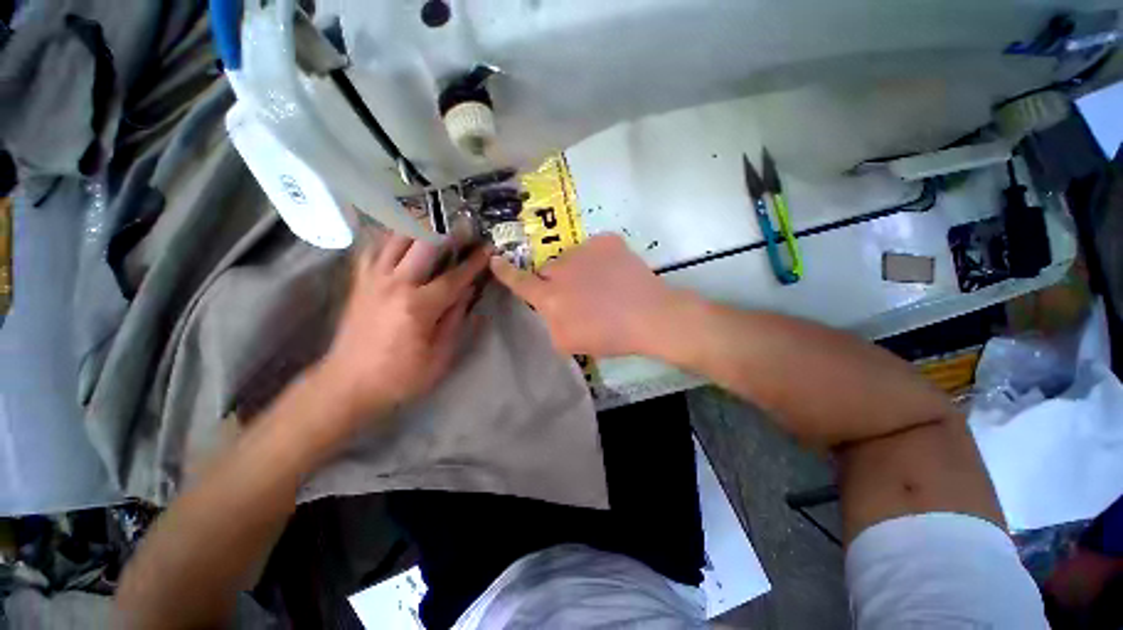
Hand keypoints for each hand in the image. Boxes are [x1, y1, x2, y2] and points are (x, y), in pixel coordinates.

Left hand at [318, 234, 488, 419]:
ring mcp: (373, 279)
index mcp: (419, 306)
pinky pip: (373, 248)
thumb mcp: (440, 356)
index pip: (454, 276)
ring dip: (419, 226)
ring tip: (436, 221)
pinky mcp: (360, 281)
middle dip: (448, 231)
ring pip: (396, 238)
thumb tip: (469, 292)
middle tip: (464, 226)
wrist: (348, 384)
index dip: (474, 262)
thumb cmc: (401, 375)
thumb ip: (457, 320)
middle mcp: (395, 284)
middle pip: (423, 244)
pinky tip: (401, 234)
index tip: (489, 248)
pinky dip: (389, 236)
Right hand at [490, 234, 683, 356]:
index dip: (505, 273)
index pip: (520, 283)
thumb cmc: (609, 336)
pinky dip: (601, 260)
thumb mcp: (569, 342)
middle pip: (549, 269)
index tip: (495, 259)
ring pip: (572, 258)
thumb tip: (550, 308)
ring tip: (603, 286)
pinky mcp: (607, 241)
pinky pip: (595, 249)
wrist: (651, 317)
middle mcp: (562, 269)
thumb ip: (551, 322)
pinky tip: (616, 275)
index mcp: (551, 298)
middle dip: (556, 280)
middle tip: (581, 295)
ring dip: (579, 269)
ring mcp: (585, 251)